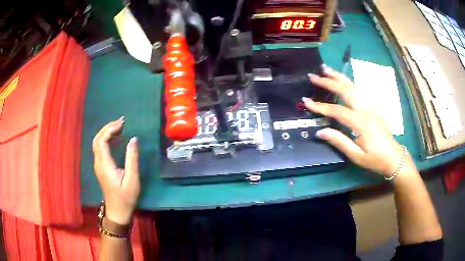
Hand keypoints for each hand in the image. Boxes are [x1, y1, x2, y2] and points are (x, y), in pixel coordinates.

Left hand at [92, 117, 139, 224]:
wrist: (117, 211)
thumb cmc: (126, 197)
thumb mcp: (132, 179)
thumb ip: (132, 158)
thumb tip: (133, 139)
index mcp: (105, 165)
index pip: (102, 140)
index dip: (110, 129)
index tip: (123, 124)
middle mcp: (98, 163)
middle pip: (97, 139)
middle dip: (107, 128)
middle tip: (121, 122)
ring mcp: (98, 165)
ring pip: (97, 143)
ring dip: (106, 133)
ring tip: (120, 128)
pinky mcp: (100, 167)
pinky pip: (100, 149)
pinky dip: (106, 140)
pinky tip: (116, 140)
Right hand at [303, 66, 404, 175]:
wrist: (393, 157)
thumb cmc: (375, 159)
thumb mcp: (356, 156)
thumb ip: (339, 142)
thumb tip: (321, 132)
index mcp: (361, 123)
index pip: (337, 110)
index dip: (321, 106)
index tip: (306, 101)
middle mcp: (366, 110)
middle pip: (346, 91)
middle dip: (329, 82)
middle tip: (314, 76)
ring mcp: (371, 106)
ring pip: (354, 86)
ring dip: (339, 77)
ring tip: (326, 69)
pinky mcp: (374, 106)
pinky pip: (360, 90)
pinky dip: (349, 82)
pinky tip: (343, 81)